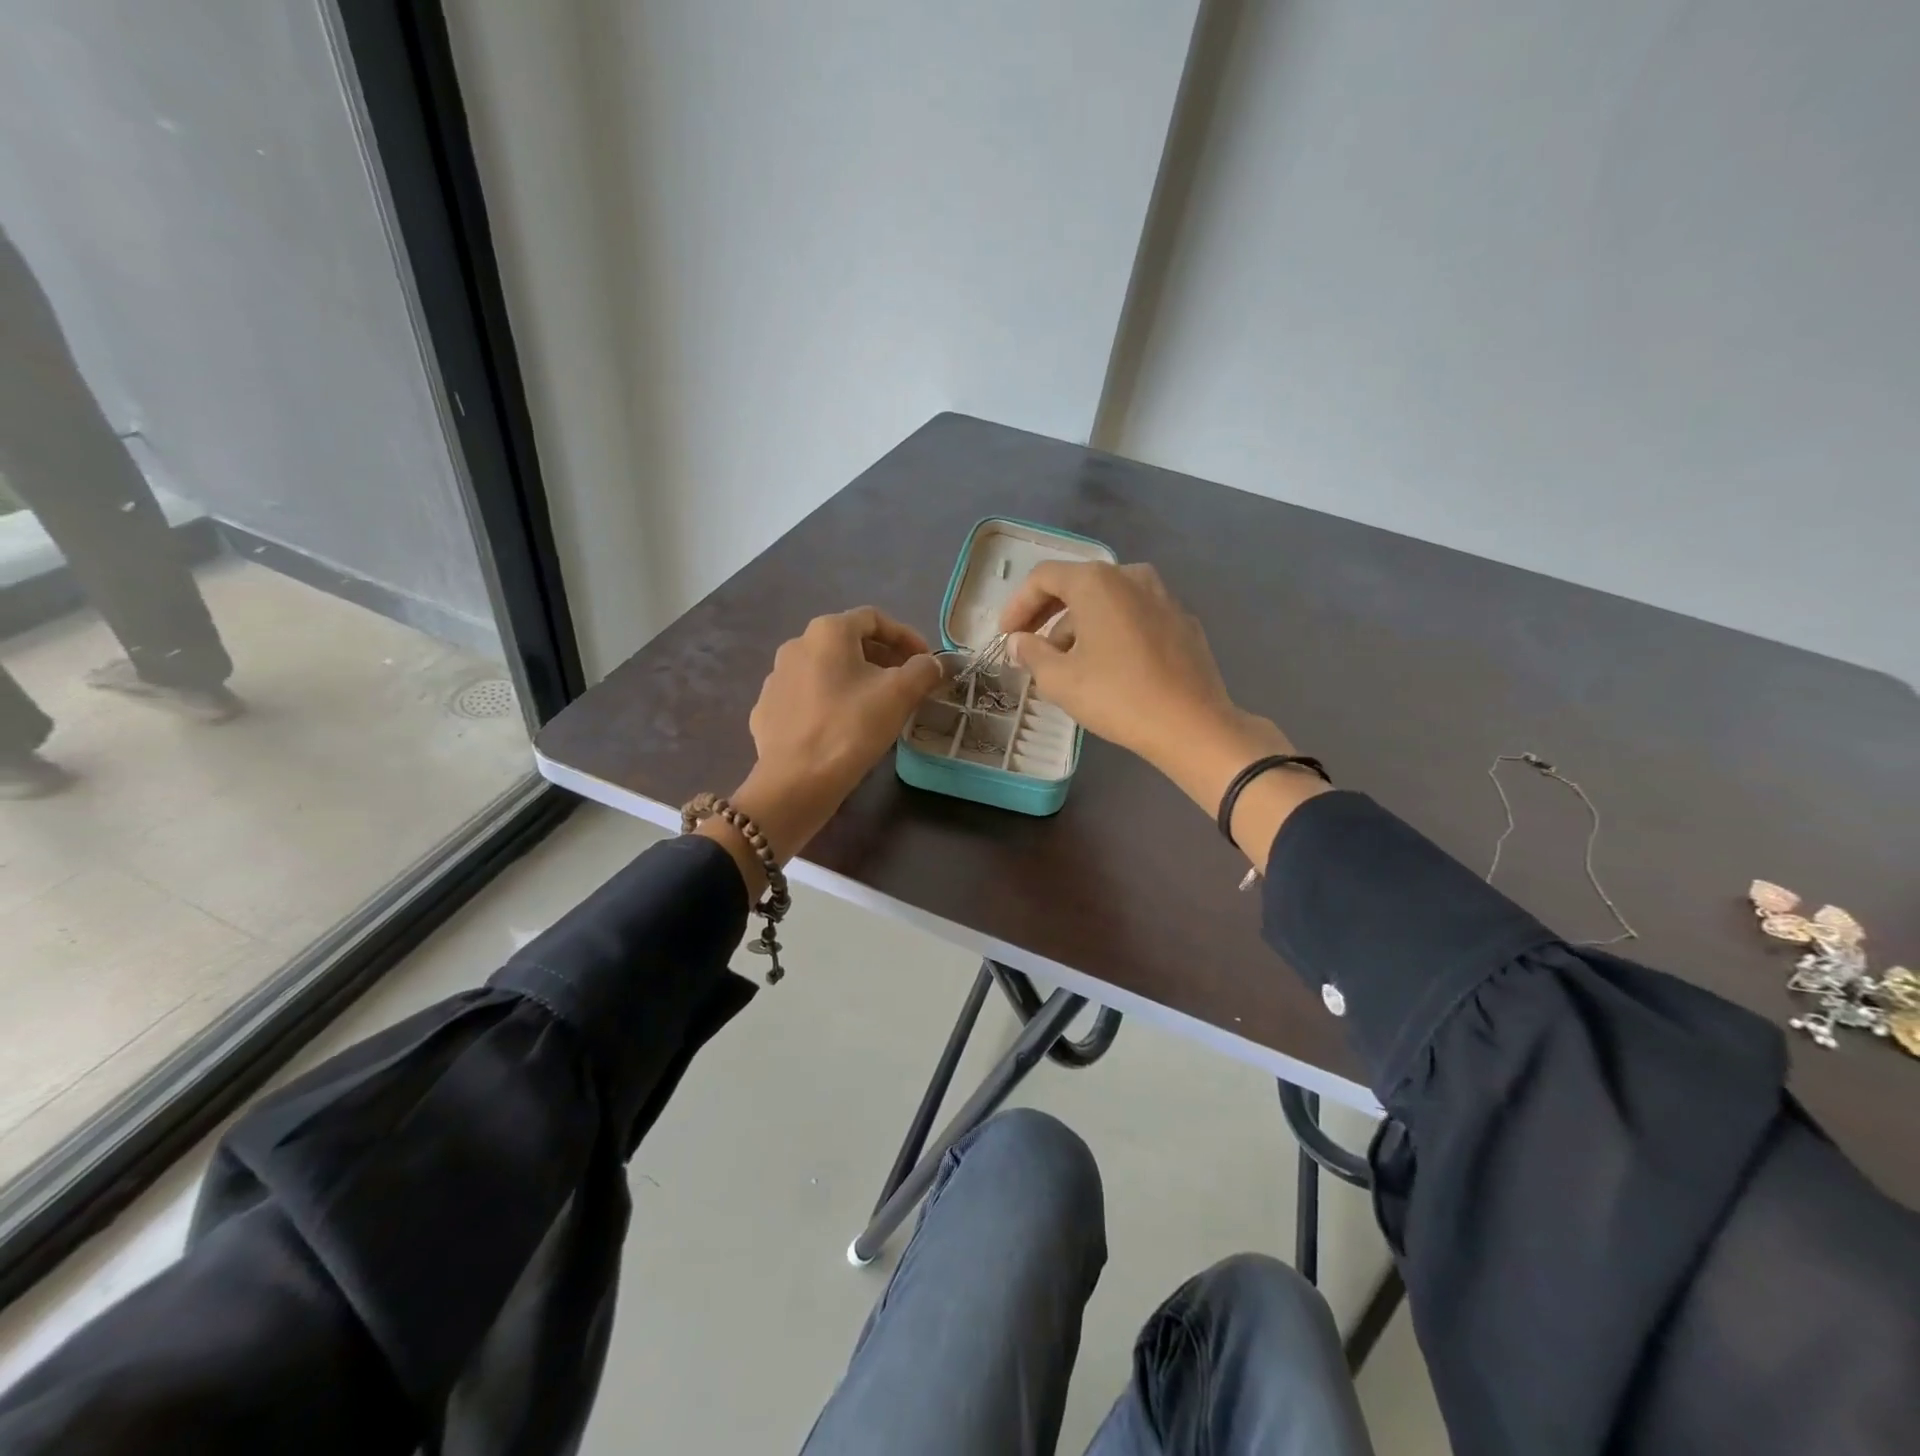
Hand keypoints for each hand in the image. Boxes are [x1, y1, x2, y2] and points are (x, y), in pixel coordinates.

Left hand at [698, 607, 940, 885]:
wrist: (796, 782)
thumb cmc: (852, 728)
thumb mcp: (900, 695)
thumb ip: (923, 670)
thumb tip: (932, 663)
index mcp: (827, 632)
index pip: (874, 618)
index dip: (906, 636)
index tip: (926, 660)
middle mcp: (796, 645)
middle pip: (848, 642)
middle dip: (882, 658)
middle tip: (908, 682)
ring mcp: (776, 679)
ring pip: (826, 670)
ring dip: (856, 679)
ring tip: (878, 705)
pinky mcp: (767, 710)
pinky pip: (807, 696)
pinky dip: (831, 701)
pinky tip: (844, 725)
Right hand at [999, 562, 1326, 859]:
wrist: (1192, 724)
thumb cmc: (1117, 696)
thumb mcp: (1060, 680)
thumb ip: (1032, 654)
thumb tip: (1020, 642)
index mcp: (1097, 582)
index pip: (1044, 578)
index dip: (1018, 604)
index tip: (1006, 635)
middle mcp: (1131, 577)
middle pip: (1078, 585)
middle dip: (1048, 615)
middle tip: (1030, 645)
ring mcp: (1163, 596)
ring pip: (1108, 601)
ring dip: (1080, 625)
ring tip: (1067, 663)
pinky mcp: (1183, 621)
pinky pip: (1135, 616)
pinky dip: (1112, 632)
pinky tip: (1108, 666)